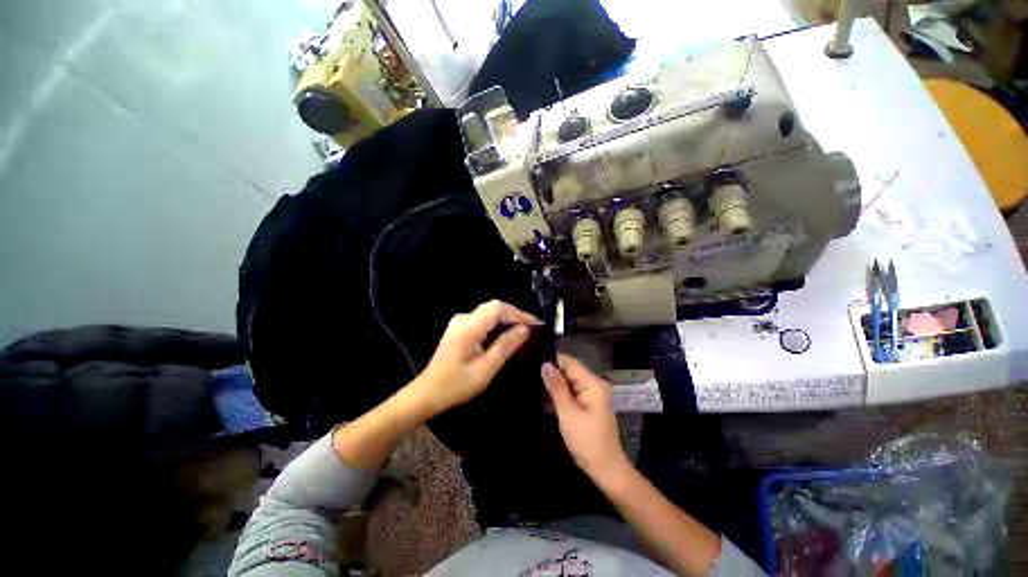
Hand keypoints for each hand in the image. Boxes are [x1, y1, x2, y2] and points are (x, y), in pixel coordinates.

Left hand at [408, 300, 541, 419]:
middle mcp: (464, 318)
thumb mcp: (485, 369)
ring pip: (489, 311)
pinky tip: (506, 335)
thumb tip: (526, 329)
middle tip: (532, 329)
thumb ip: (506, 346)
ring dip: (507, 318)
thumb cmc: (456, 385)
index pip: (498, 309)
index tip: (536, 325)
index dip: (519, 314)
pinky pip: (483, 319)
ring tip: (523, 332)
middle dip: (514, 315)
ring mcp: (460, 322)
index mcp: (469, 327)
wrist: (428, 393)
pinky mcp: (460, 327)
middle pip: (494, 307)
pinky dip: (497, 323)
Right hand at [542, 354, 629, 480]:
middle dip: (552, 374)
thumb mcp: (568, 413)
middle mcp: (594, 384)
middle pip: (570, 371)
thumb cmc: (587, 440)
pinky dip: (561, 394)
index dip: (552, 361)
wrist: (606, 469)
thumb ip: (556, 387)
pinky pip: (572, 392)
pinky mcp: (589, 404)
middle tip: (530, 376)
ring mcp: (593, 394)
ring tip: (534, 383)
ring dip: (555, 384)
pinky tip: (546, 396)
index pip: (569, 362)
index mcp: (593, 383)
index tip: (533, 363)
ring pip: (569, 381)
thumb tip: (545, 364)